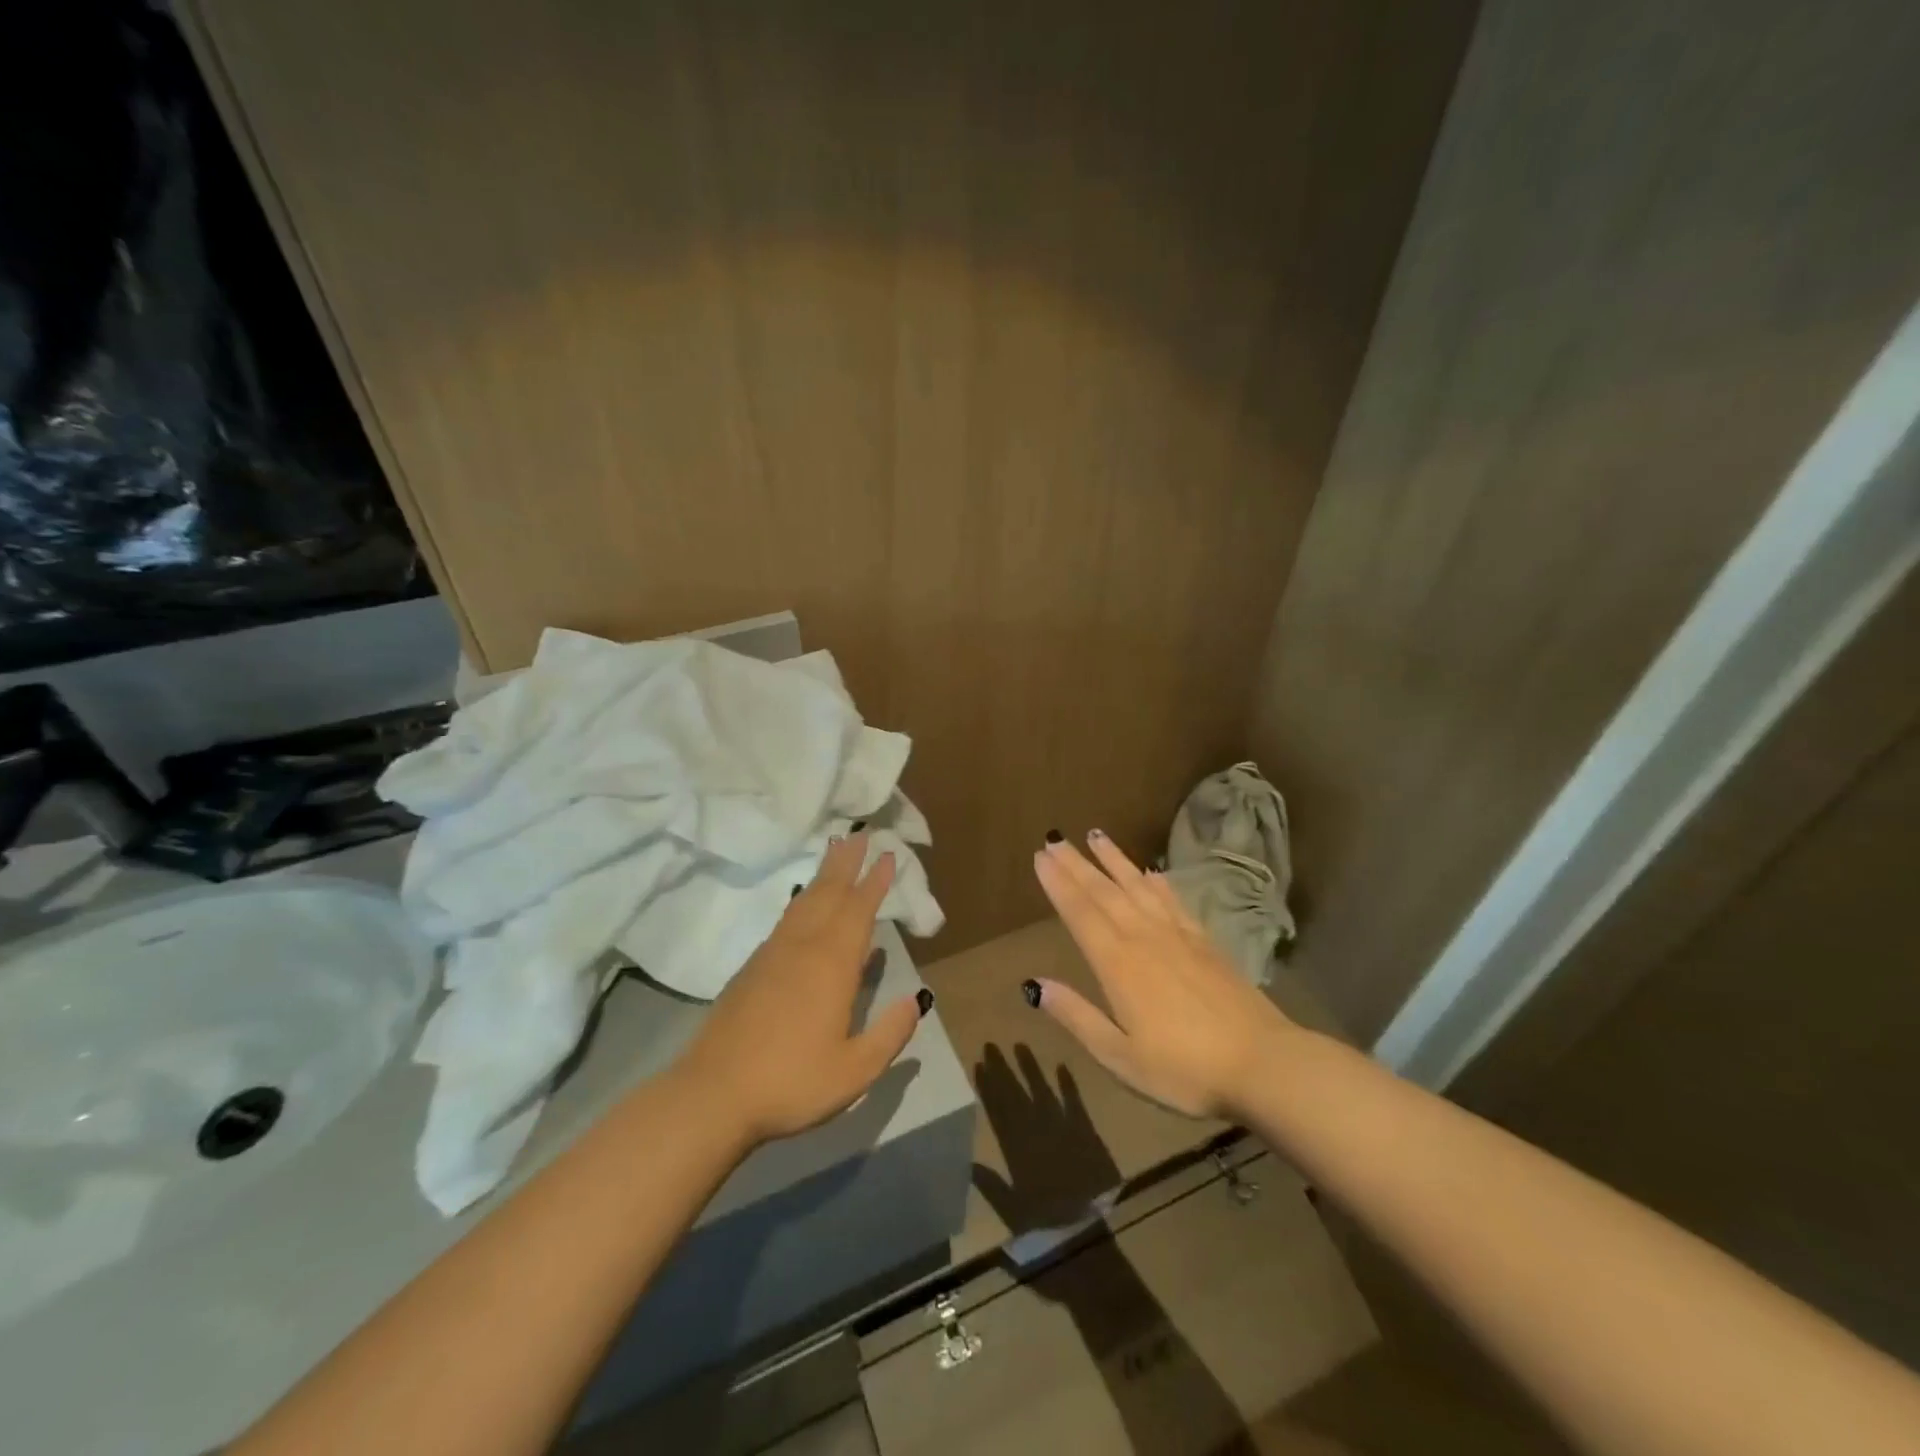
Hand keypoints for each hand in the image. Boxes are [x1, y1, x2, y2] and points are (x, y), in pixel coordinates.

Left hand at [674, 834, 924, 1145]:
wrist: (713, 1094)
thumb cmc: (791, 1081)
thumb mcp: (855, 1070)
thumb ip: (890, 1033)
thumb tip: (916, 999)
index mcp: (832, 965)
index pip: (859, 911)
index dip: (875, 882)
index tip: (887, 855)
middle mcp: (803, 947)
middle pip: (829, 893)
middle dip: (847, 863)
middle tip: (860, 834)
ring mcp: (773, 954)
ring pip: (805, 901)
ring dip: (824, 874)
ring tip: (834, 852)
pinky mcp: (752, 967)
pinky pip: (786, 919)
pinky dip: (802, 900)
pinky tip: (804, 904)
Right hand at [972, 1044, 1121, 1231]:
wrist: (1089, 1237)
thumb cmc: (1046, 1228)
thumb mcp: (1011, 1212)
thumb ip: (991, 1185)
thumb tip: (968, 1161)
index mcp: (1017, 1150)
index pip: (998, 1110)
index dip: (988, 1087)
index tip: (978, 1064)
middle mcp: (1036, 1133)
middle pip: (1016, 1095)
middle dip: (1002, 1069)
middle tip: (991, 1045)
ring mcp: (1062, 1129)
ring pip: (1042, 1092)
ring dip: (1030, 1069)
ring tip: (1020, 1045)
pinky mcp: (1085, 1133)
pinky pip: (1075, 1103)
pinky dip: (1068, 1085)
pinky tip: (1061, 1066)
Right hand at [1030, 831, 1298, 1118]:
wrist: (1262, 1063)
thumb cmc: (1183, 1069)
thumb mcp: (1119, 1056)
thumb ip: (1077, 1016)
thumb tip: (1035, 985)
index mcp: (1117, 963)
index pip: (1080, 913)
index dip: (1058, 884)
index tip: (1040, 857)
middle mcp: (1143, 937)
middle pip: (1103, 892)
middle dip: (1077, 865)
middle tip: (1055, 840)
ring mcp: (1177, 935)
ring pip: (1137, 887)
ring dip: (1114, 860)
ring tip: (1095, 836)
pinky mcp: (1205, 941)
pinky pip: (1173, 900)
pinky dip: (1157, 882)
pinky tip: (1149, 872)